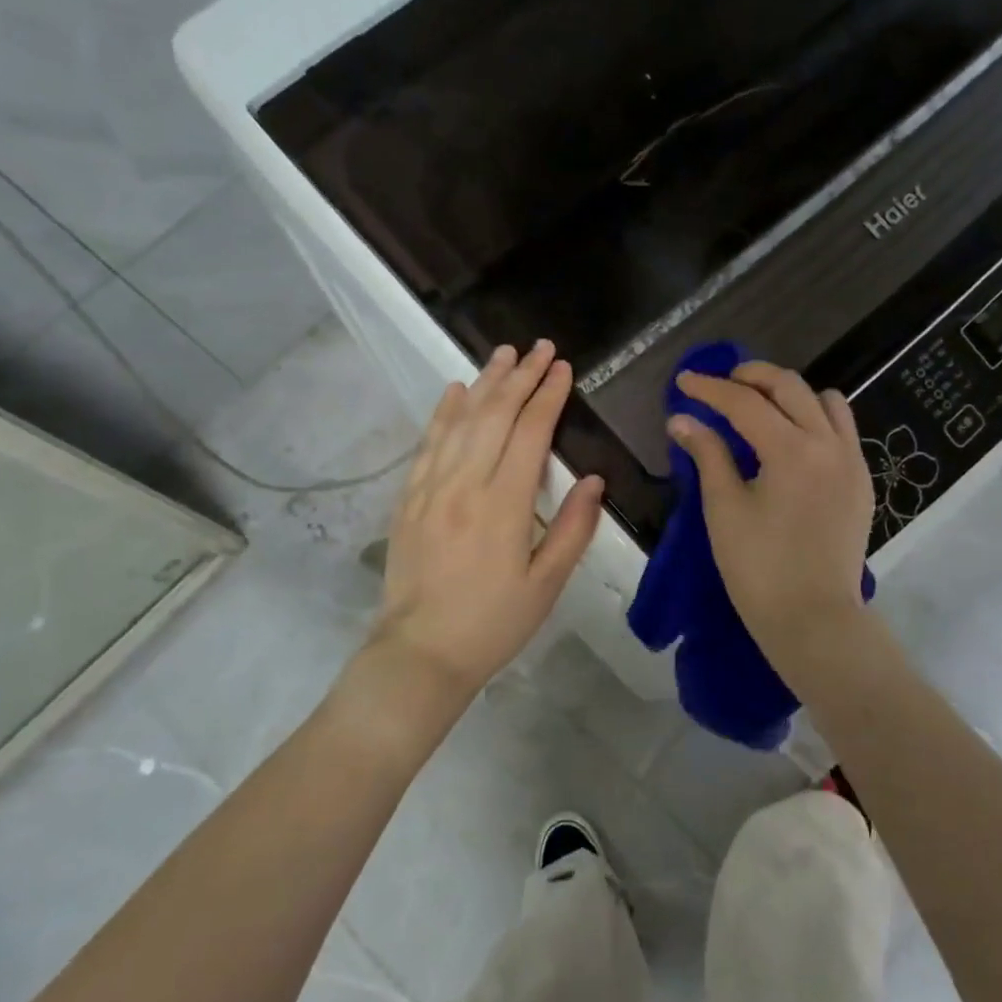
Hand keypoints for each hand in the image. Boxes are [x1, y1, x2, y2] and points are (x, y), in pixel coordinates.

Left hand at [365, 340, 604, 697]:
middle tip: (540, 347)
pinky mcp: (408, 499)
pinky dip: (443, 413)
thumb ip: (573, 529)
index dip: (548, 396)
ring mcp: (431, 489)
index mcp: (504, 506)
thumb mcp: (546, 585)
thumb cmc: (493, 624)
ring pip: (460, 422)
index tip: (563, 368)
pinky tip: (455, 391)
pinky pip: (428, 444)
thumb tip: (593, 480)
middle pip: (495, 416)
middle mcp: (464, 486)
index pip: (529, 434)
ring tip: (504, 354)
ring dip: (485, 383)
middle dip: (521, 377)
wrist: (420, 654)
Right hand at [669, 362, 874, 648]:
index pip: (745, 402)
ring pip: (825, 401)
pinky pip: (842, 429)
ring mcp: (852, 461)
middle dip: (751, 377)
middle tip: (721, 385)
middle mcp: (829, 444)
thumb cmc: (759, 568)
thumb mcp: (724, 508)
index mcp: (792, 450)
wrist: (814, 620)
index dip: (710, 388)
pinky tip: (791, 439)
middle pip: (789, 386)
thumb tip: (682, 418)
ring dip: (789, 394)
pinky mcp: (862, 481)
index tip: (684, 381)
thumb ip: (707, 454)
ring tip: (759, 407)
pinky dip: (815, 418)